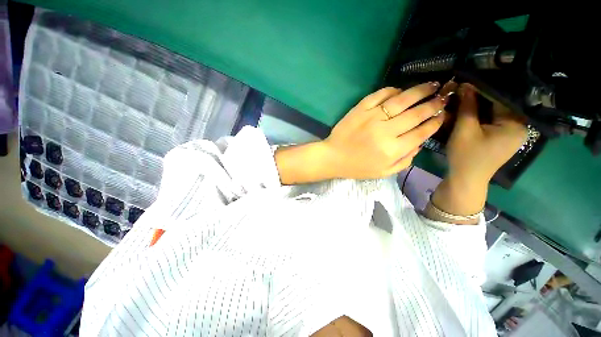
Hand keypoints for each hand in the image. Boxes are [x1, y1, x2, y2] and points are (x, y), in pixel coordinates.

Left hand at [275, 83, 447, 183]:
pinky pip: (380, 94)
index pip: (422, 132)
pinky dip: (392, 90)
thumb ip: (406, 160)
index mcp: (393, 150)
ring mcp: (372, 117)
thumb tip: (421, 142)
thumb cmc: (358, 167)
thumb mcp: (384, 172)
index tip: (444, 114)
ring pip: (402, 100)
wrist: (333, 157)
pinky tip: (400, 90)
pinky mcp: (360, 109)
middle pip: (416, 113)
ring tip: (433, 85)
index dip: (436, 121)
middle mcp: (385, 131)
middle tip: (444, 96)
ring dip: (420, 91)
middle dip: (434, 104)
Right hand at [427, 83, 526, 222]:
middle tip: (461, 90)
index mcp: (516, 124)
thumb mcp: (464, 130)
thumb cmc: (466, 156)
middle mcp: (519, 126)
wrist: (465, 180)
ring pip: (494, 112)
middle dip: (479, 97)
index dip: (482, 88)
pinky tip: (467, 111)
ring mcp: (511, 133)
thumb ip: (467, 107)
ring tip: (461, 99)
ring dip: (478, 105)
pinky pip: (492, 120)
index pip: (501, 97)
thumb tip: (465, 84)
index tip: (466, 80)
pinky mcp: (501, 137)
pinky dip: (480, 115)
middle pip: (499, 104)